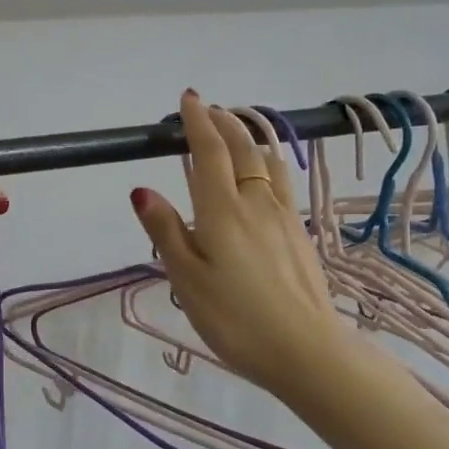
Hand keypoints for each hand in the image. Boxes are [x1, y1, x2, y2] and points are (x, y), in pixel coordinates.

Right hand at [130, 91, 344, 397]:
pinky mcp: (300, 233)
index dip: (198, 122)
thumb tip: (141, 189)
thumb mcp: (188, 280)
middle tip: (209, 108)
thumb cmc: (236, 319)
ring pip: (268, 162)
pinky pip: (281, 182)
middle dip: (224, 123)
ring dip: (249, 138)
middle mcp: (256, 203)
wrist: (306, 350)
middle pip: (243, 149)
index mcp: (223, 211)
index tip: (188, 99)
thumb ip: (166, 231)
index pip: (209, 152)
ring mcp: (283, 216)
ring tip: (235, 131)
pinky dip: (267, 162)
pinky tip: (264, 175)